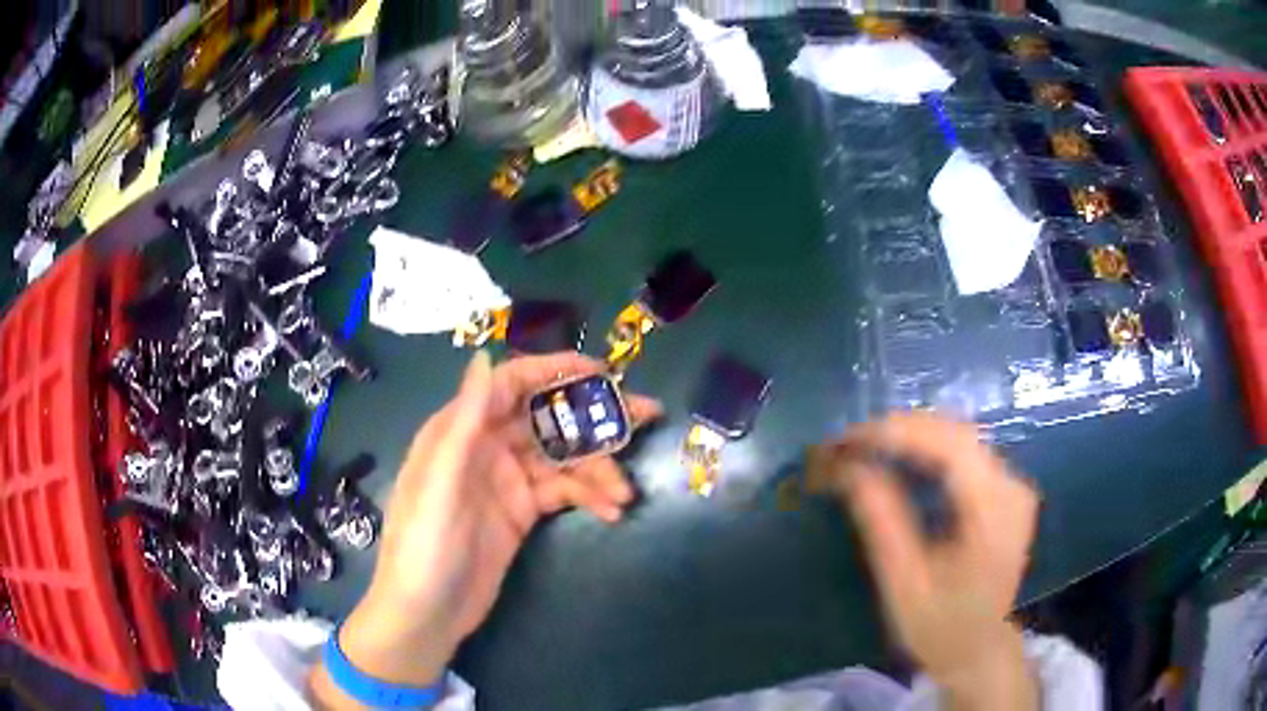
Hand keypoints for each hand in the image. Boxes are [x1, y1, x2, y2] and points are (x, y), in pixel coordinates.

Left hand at [311, 351, 660, 706]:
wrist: (427, 613)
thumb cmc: (423, 544)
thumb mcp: (440, 482)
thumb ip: (464, 421)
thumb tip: (484, 356)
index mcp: (460, 430)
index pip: (510, 385)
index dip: (554, 371)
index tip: (601, 372)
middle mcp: (486, 447)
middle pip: (545, 419)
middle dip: (592, 416)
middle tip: (644, 415)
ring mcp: (507, 482)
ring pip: (562, 459)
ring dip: (597, 469)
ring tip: (625, 492)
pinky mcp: (523, 513)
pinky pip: (563, 493)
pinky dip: (589, 497)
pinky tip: (611, 511)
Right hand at [815, 413, 1039, 710]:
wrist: (981, 651)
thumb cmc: (941, 629)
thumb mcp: (904, 586)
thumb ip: (882, 524)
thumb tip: (848, 469)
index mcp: (994, 513)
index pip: (950, 446)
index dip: (896, 432)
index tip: (846, 439)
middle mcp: (1012, 486)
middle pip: (956, 432)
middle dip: (898, 430)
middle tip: (846, 444)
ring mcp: (1013, 485)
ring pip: (959, 436)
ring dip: (910, 435)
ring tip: (864, 448)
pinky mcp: (1005, 489)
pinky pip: (964, 452)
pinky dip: (926, 449)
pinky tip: (898, 459)